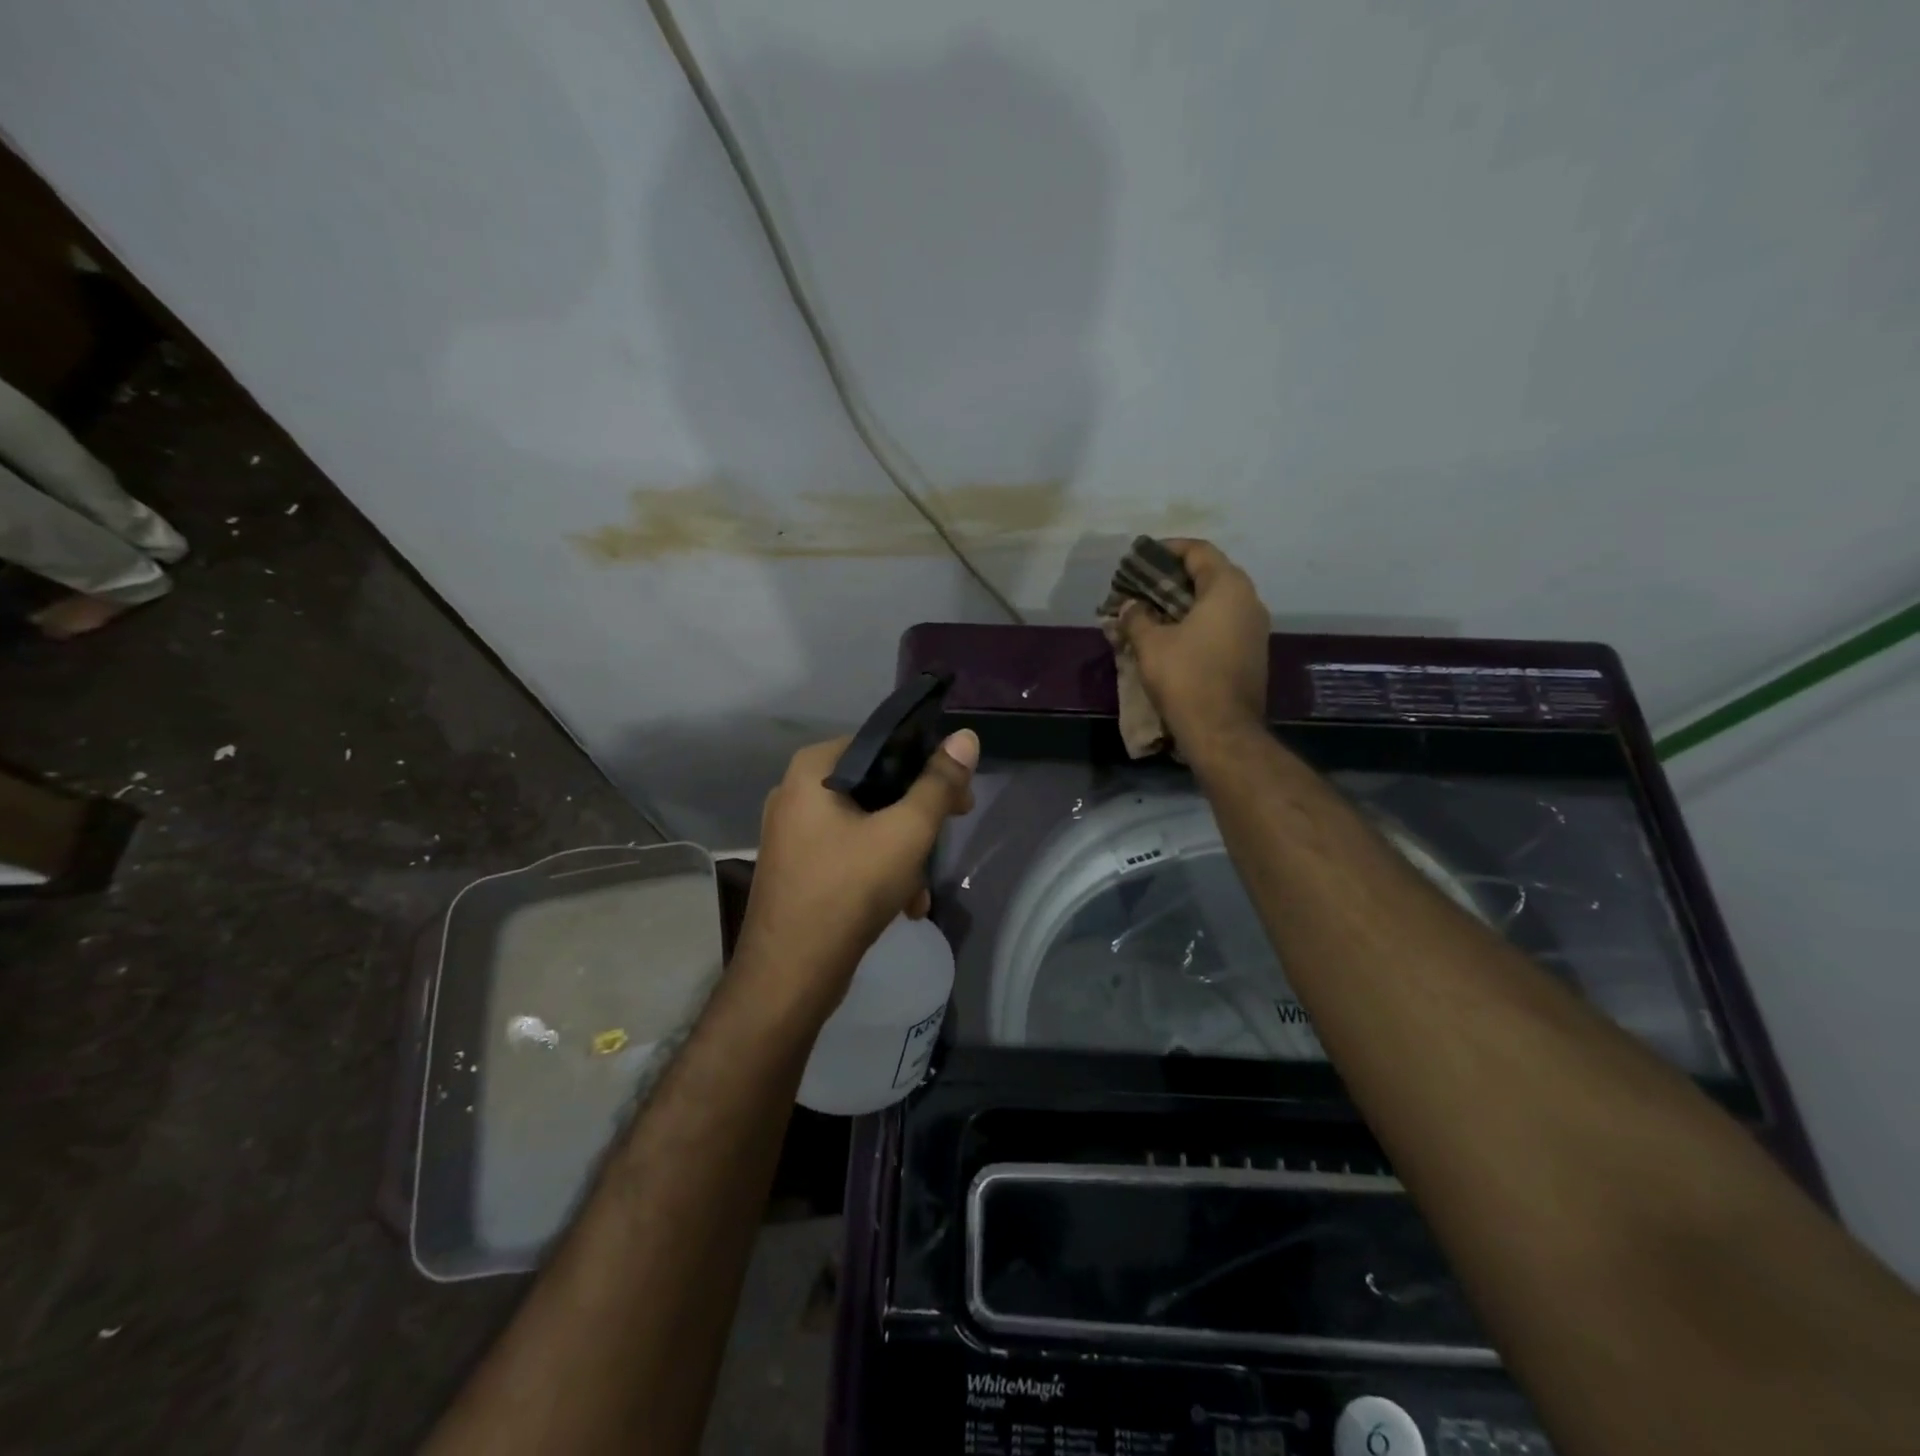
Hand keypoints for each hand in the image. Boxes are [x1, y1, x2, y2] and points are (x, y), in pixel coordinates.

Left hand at [737, 730, 979, 1006]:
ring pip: (865, 826)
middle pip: (875, 787)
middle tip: (951, 830)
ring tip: (920, 890)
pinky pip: (848, 854)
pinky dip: (878, 872)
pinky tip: (903, 906)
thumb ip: (939, 784)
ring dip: (902, 854)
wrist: (791, 975)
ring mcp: (792, 833)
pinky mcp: (797, 868)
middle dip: (917, 817)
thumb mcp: (906, 832)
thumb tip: (965, 736)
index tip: (959, 793)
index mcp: (812, 770)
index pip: (881, 745)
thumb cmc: (849, 889)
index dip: (926, 765)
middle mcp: (795, 793)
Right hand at [1118, 538, 1269, 749]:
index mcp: (1228, 588)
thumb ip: (1137, 617)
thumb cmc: (1186, 677)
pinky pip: (1221, 625)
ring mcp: (1254, 629)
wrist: (1222, 731)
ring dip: (1183, 603)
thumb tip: (1130, 605)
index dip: (1167, 550)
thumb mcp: (1151, 643)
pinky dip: (1196, 623)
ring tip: (1151, 612)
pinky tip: (1170, 637)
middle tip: (1141, 587)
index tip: (1141, 557)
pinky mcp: (1251, 654)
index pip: (1198, 552)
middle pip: (1209, 575)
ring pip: (1215, 603)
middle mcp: (1249, 601)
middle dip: (1172, 579)